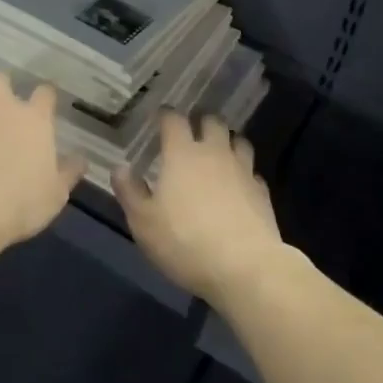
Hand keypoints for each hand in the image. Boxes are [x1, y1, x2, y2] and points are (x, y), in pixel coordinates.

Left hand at [0, 71, 83, 247]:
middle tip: (2, 103)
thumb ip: (68, 172)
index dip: (46, 95)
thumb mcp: (56, 193)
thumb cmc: (22, 201)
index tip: (46, 103)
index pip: (45, 92)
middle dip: (0, 85)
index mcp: (34, 119)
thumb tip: (81, 159)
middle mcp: (1, 109)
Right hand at [114, 112, 285, 304]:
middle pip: (212, 121)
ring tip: (218, 154)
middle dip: (201, 122)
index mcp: (182, 154)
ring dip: (227, 142)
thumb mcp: (144, 222)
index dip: (166, 115)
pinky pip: (252, 172)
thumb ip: (130, 192)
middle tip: (191, 133)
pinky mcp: (262, 192)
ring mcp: (242, 170)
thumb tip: (120, 167)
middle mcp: (214, 153)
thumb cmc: (185, 241)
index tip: (160, 117)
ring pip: (238, 141)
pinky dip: (244, 173)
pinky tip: (238, 186)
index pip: (173, 119)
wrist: (244, 267)